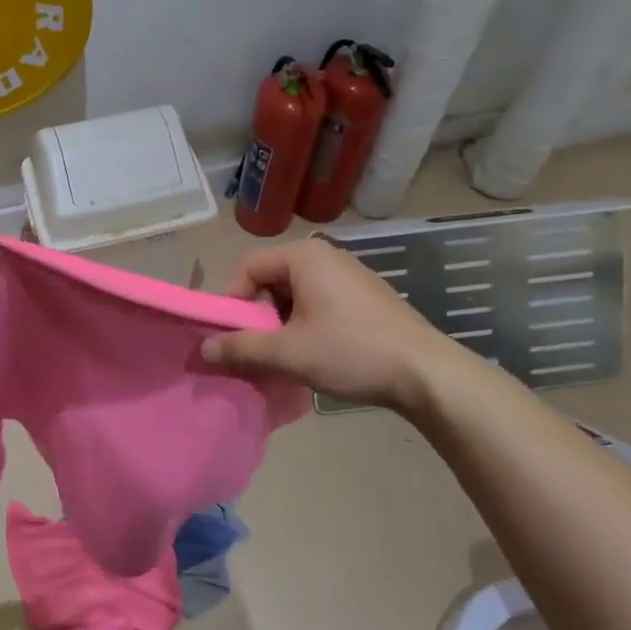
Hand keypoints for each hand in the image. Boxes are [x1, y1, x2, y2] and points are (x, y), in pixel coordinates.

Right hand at [201, 237, 479, 415]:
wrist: (427, 373)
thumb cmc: (351, 352)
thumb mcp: (288, 352)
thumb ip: (241, 347)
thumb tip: (203, 350)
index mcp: (305, 257)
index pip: (248, 266)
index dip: (232, 300)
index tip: (232, 334)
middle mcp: (327, 256)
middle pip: (272, 278)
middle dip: (259, 314)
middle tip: (259, 348)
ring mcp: (351, 275)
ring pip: (296, 293)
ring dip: (283, 322)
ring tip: (287, 355)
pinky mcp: (367, 296)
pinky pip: (321, 301)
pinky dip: (307, 323)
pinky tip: (317, 353)